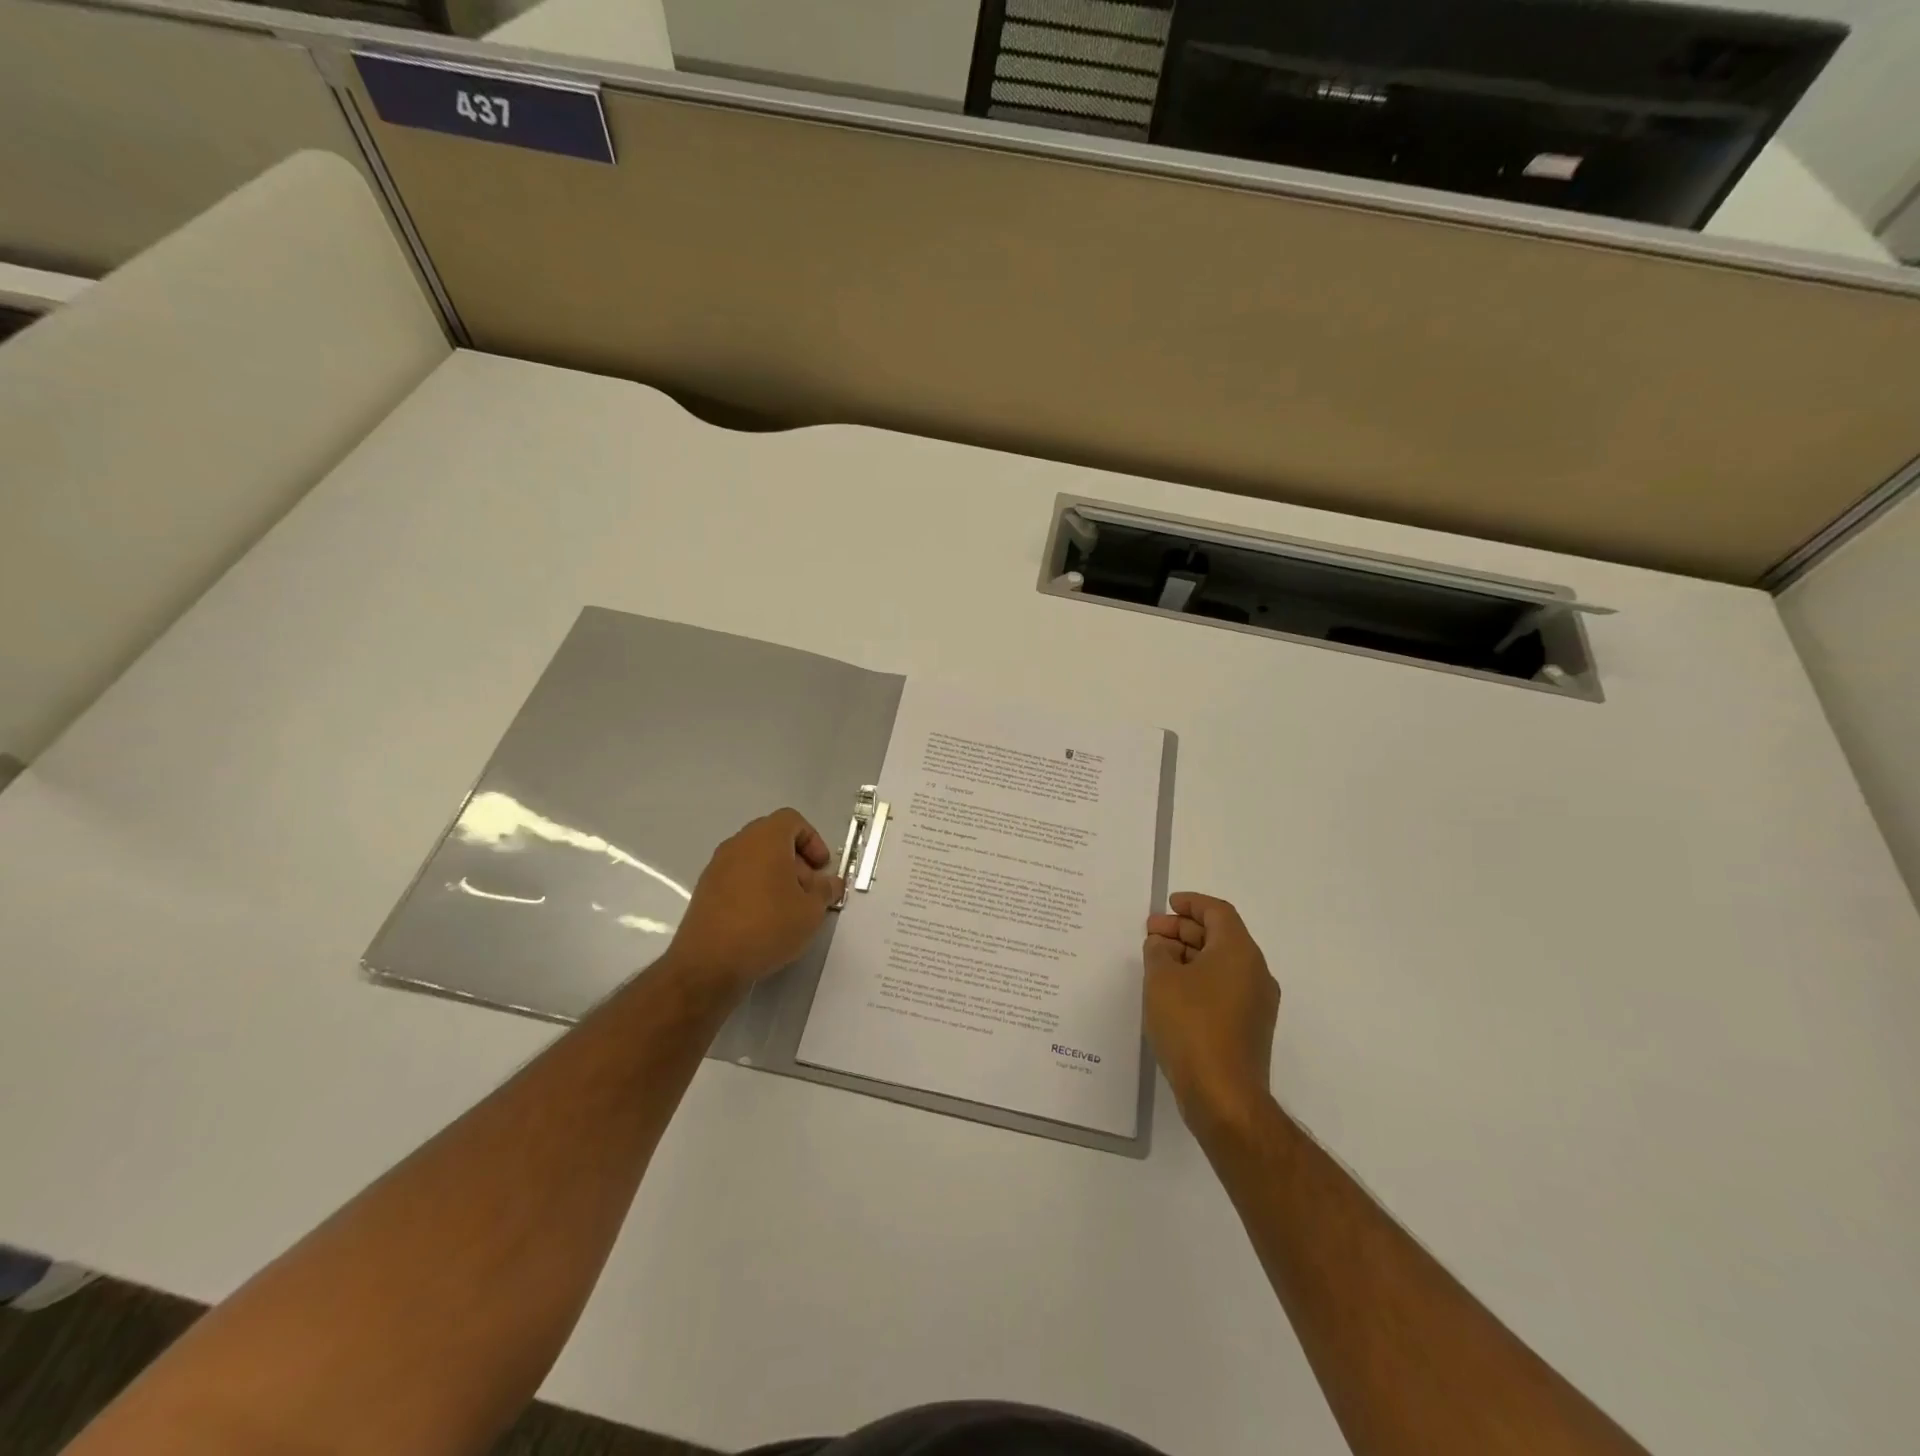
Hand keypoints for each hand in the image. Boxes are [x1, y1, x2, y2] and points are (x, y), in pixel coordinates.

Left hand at [667, 809, 842, 997]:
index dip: (813, 840)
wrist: (709, 963)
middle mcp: (738, 845)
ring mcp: (717, 867)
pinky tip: (765, 920)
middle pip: (773, 839)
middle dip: (797, 860)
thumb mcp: (811, 911)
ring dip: (776, 876)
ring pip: (755, 859)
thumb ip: (825, 891)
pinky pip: (738, 878)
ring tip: (789, 910)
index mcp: (765, 839)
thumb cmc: (767, 926)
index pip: (792, 820)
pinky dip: (755, 889)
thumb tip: (830, 884)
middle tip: (809, 891)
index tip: (821, 869)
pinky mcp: (705, 891)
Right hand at [1144, 893, 1280, 1134]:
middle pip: (1220, 937)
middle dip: (1184, 930)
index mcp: (1239, 952)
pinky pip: (1223, 988)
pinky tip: (1172, 992)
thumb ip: (1158, 952)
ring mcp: (1256, 1003)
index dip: (1192, 903)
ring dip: (1189, 956)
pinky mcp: (1249, 1028)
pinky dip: (1198, 979)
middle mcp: (1255, 972)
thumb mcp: (1161, 979)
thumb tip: (1162, 945)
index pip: (1218, 912)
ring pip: (1221, 964)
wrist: (1224, 1095)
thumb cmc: (1191, 1026)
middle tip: (1151, 933)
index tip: (1168, 904)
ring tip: (1156, 961)